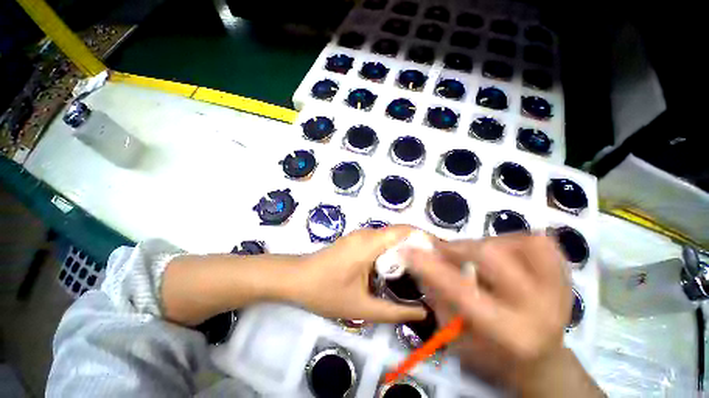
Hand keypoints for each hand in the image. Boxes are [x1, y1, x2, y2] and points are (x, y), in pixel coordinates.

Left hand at [290, 225, 426, 322]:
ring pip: (391, 237)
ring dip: (407, 251)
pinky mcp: (356, 241)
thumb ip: (395, 312)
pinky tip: (398, 271)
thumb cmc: (325, 291)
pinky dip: (394, 252)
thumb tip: (423, 313)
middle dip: (420, 248)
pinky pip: (381, 242)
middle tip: (436, 270)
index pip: (406, 231)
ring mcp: (360, 236)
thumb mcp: (361, 308)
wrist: (295, 279)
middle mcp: (367, 234)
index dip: (426, 240)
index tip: (442, 258)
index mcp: (370, 243)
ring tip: (422, 272)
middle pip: (401, 233)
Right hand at [405, 234, 574, 392]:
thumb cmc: (492, 354)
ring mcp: (559, 289)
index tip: (409, 250)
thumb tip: (420, 260)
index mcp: (509, 333)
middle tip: (444, 252)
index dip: (430, 266)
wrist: (541, 360)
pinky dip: (514, 240)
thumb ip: (437, 296)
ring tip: (476, 257)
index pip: (461, 291)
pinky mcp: (566, 275)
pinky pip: (539, 241)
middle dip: (458, 248)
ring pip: (515, 242)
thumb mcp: (456, 335)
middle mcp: (539, 308)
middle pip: (491, 256)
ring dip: (485, 243)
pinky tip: (504, 253)